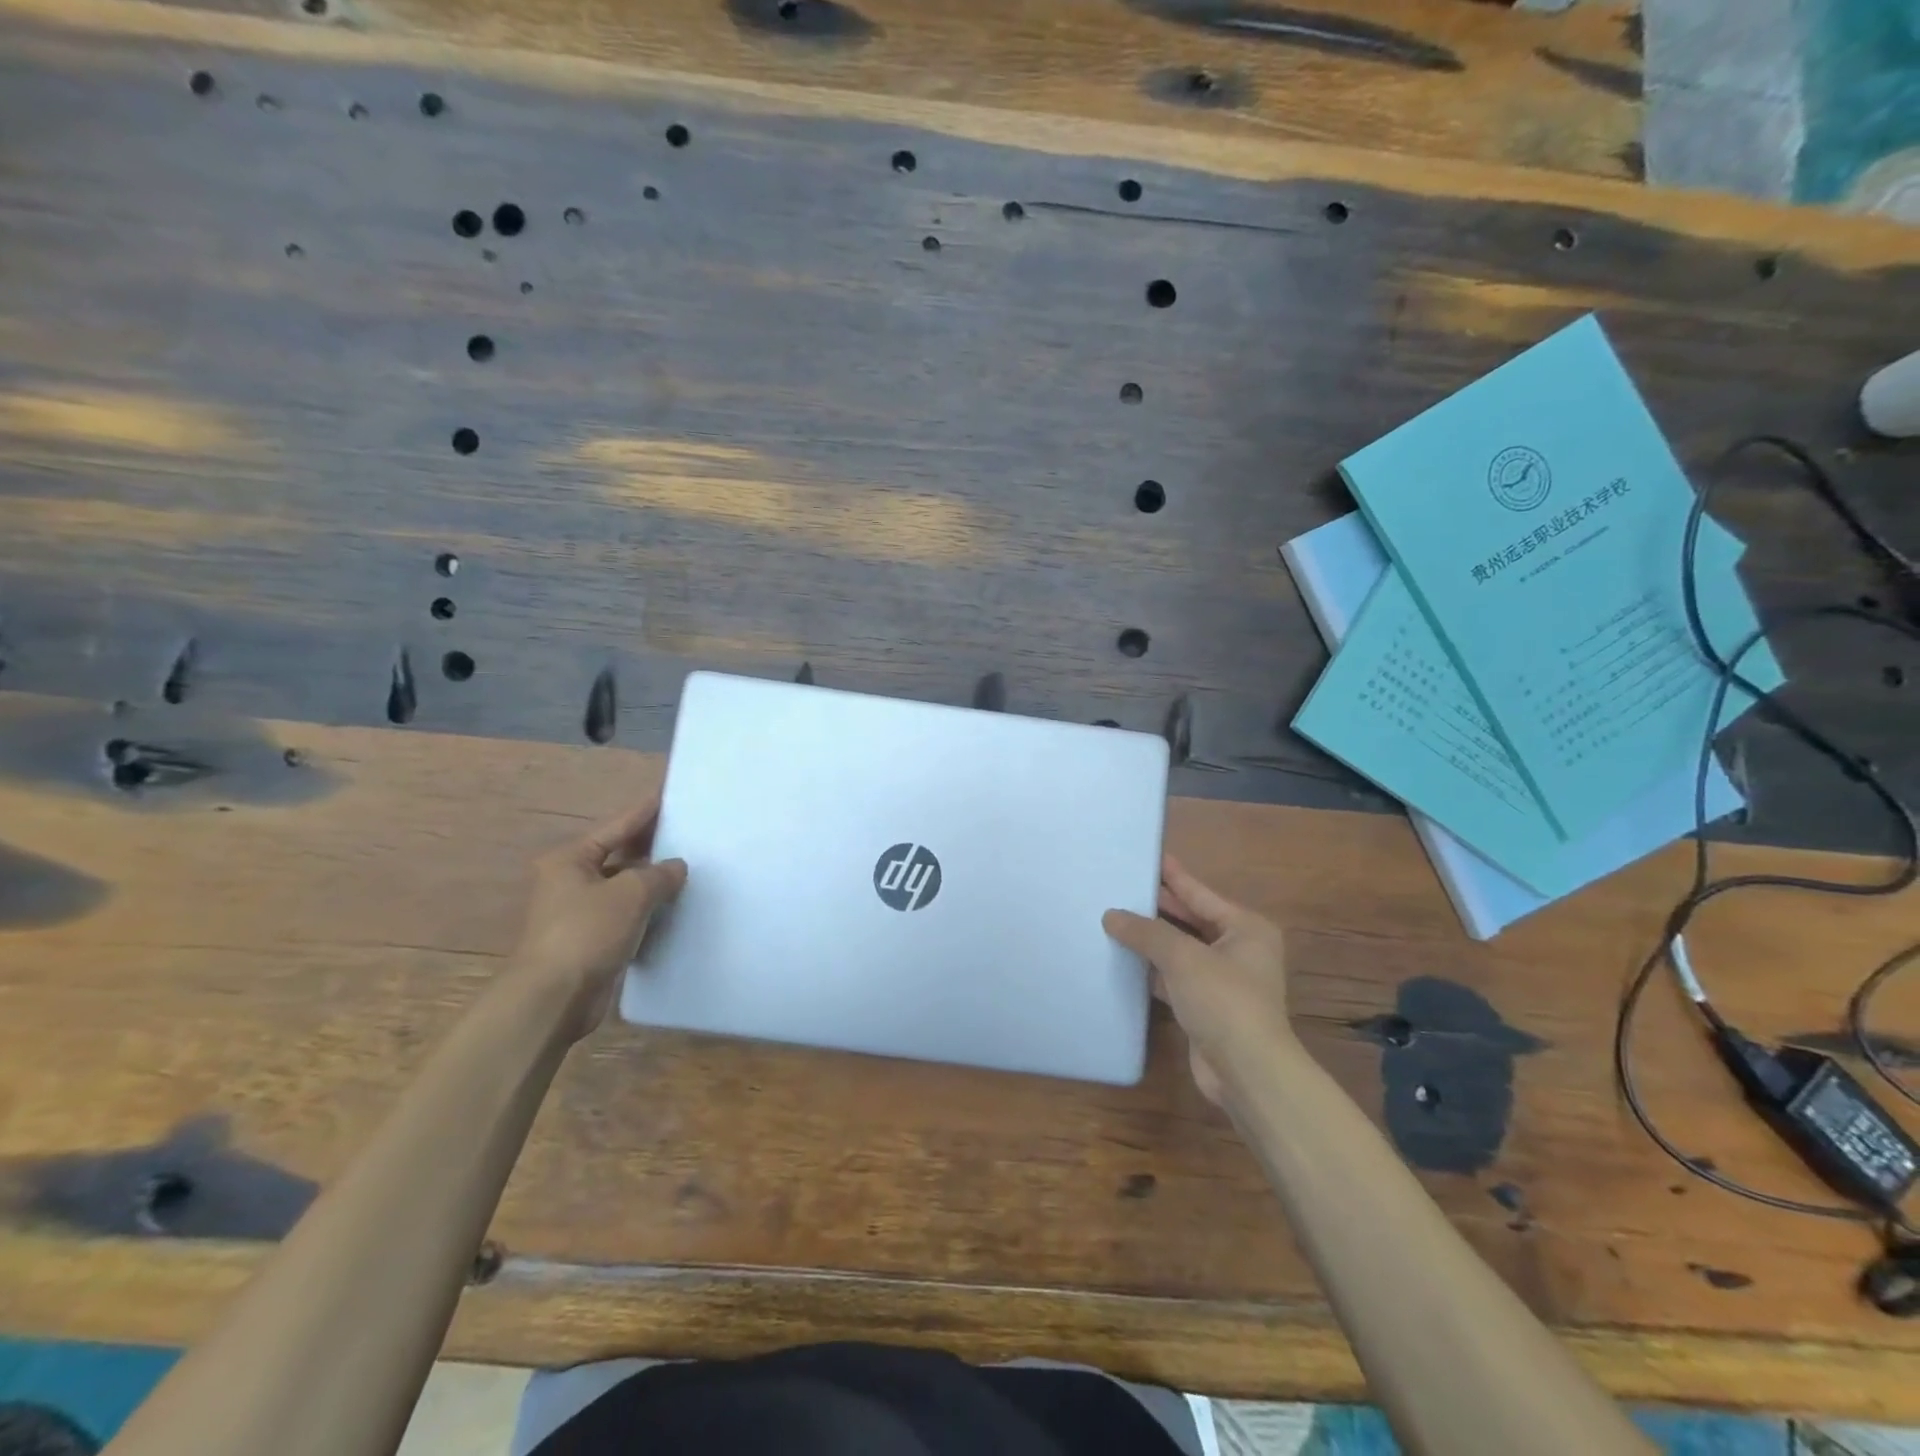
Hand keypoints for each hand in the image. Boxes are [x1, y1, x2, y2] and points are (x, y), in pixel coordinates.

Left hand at [509, 795, 686, 1040]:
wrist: (554, 997)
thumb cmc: (587, 933)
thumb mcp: (631, 894)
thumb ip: (659, 874)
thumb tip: (677, 866)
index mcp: (571, 860)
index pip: (616, 826)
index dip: (644, 812)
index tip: (667, 796)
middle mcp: (570, 881)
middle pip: (618, 855)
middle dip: (650, 847)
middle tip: (686, 833)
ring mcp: (578, 912)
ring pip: (622, 887)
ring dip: (650, 881)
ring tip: (687, 870)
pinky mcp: (589, 940)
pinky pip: (624, 914)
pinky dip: (646, 909)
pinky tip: (672, 908)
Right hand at [1103, 856, 1292, 1103]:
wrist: (1247, 1071)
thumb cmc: (1224, 1000)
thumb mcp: (1182, 957)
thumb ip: (1146, 932)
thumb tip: (1111, 915)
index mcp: (1246, 928)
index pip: (1201, 893)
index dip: (1173, 876)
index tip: (1149, 857)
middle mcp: (1239, 950)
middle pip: (1192, 920)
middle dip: (1159, 908)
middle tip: (1123, 888)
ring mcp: (1225, 981)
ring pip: (1182, 950)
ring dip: (1153, 941)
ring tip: (1116, 920)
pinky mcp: (1208, 1008)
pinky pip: (1176, 978)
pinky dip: (1154, 970)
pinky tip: (1126, 961)